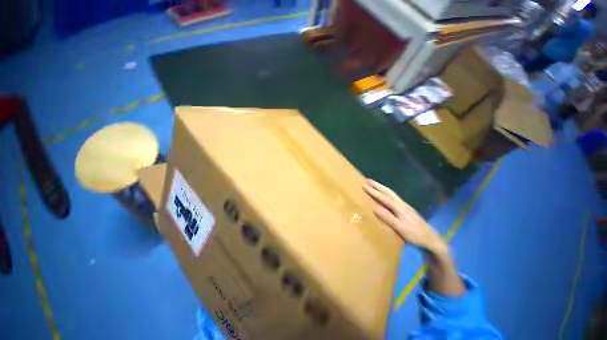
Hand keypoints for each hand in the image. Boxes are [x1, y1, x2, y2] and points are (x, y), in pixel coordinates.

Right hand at [363, 179, 445, 254]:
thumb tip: (375, 208)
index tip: (364, 186)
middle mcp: (402, 204)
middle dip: (377, 185)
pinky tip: (386, 195)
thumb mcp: (400, 228)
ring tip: (375, 185)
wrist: (431, 239)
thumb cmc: (414, 234)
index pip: (384, 197)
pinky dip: (387, 193)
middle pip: (388, 192)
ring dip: (382, 188)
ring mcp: (405, 206)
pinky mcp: (407, 209)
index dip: (374, 191)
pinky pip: (394, 197)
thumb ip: (388, 218)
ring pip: (392, 193)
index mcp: (399, 208)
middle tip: (368, 180)